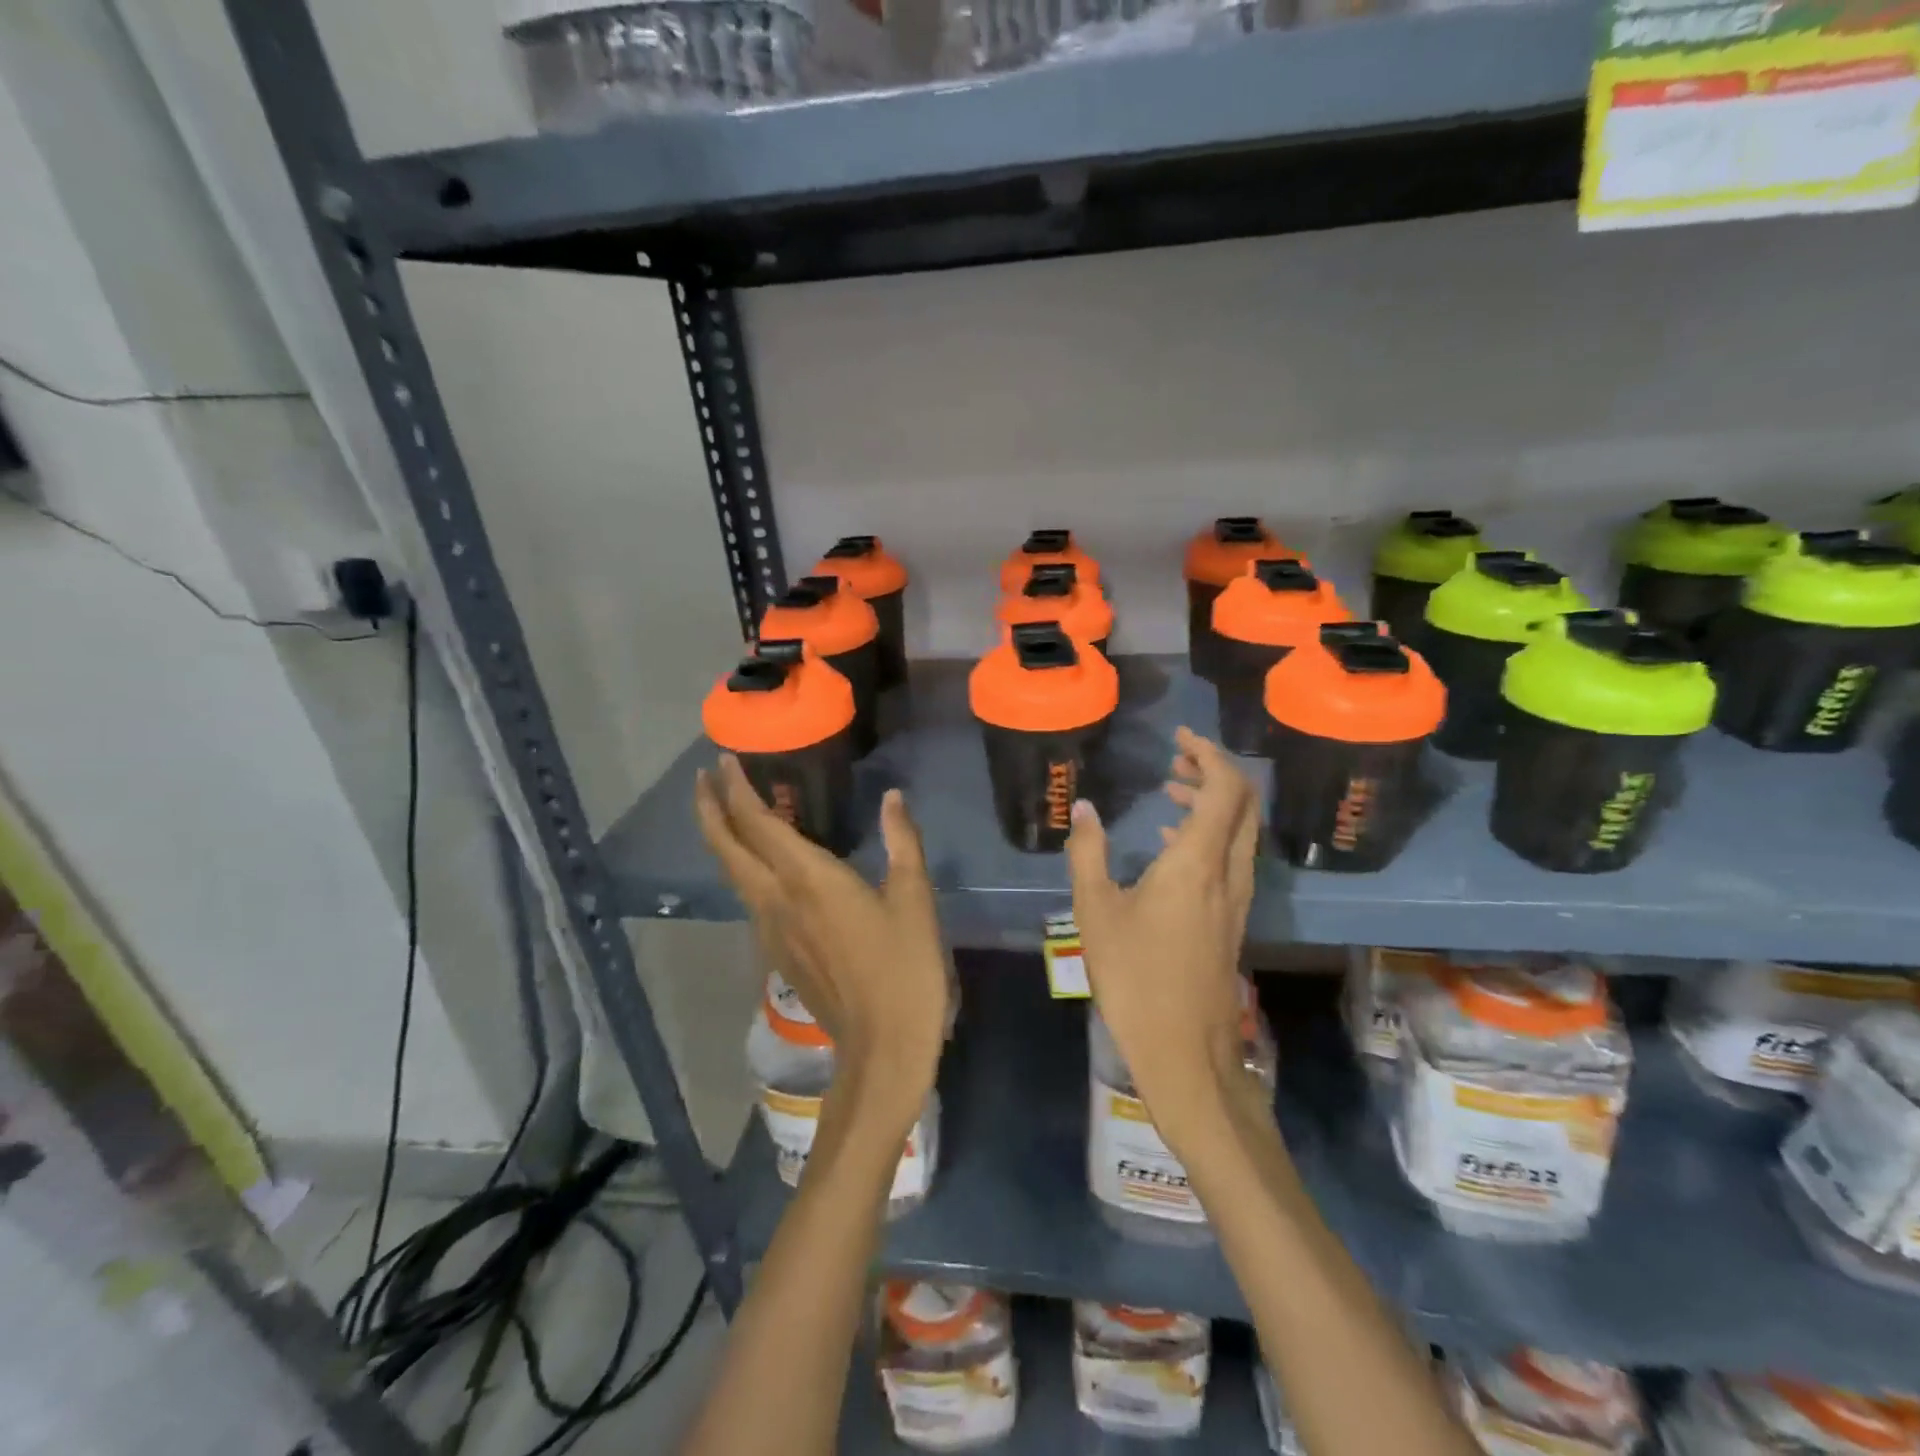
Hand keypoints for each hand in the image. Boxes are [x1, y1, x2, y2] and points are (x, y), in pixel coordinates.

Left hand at [694, 756, 949, 1130]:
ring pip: (733, 875)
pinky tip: (761, 866)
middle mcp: (777, 900)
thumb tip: (893, 798)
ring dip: (722, 839)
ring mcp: (771, 930)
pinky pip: (749, 898)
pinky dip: (743, 868)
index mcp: (808, 880)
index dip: (736, 789)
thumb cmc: (904, 968)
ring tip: (726, 813)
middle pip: (727, 848)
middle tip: (704, 779)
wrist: (882, 1047)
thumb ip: (902, 843)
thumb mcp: (913, 899)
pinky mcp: (777, 953)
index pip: (757, 823)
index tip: (723, 761)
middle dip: (711, 810)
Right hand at [1066, 728, 1260, 1142]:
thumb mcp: (1096, 911)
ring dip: (1214, 802)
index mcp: (1199, 862)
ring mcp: (1237, 898)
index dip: (1209, 754)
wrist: (1185, 1050)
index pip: (1226, 788)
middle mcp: (1229, 872)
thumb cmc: (1135, 977)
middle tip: (1175, 758)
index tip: (1179, 738)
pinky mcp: (1232, 919)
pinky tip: (1175, 844)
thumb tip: (1084, 808)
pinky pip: (1233, 856)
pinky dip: (1211, 832)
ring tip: (1171, 791)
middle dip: (1214, 771)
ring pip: (1241, 831)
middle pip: (1243, 804)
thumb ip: (1088, 853)